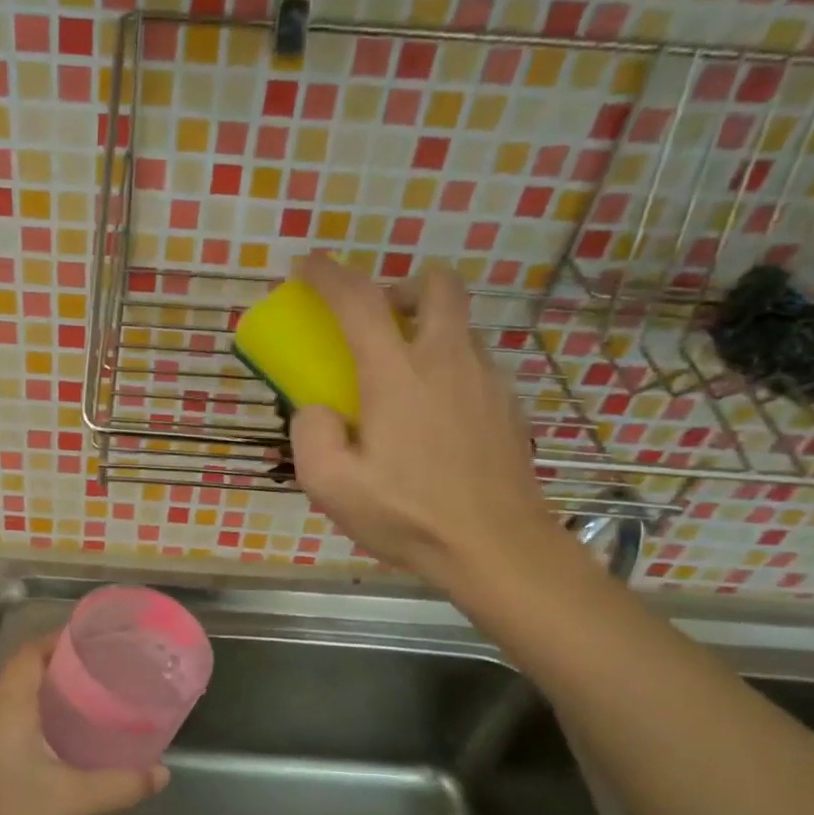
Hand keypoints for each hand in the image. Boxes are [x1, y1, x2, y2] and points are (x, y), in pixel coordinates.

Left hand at [0, 633, 167, 814]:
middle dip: (64, 661)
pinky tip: (72, 731)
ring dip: (53, 686)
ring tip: (95, 691)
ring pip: (23, 693)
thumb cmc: (13, 814)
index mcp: (12, 704)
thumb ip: (121, 784)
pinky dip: (45, 710)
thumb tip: (161, 773)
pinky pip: (20, 715)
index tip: (96, 639)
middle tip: (105, 665)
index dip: (60, 639)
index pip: (31, 652)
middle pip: (28, 668)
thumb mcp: (75, 798)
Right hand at [287, 252, 557, 585]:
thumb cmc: (408, 516)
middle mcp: (447, 361)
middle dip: (400, 285)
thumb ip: (311, 434)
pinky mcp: (507, 405)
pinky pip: (472, 363)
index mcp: (398, 375)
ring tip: (400, 379)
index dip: (328, 275)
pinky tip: (432, 419)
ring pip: (458, 324)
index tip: (305, 266)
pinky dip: (446, 367)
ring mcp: (486, 380)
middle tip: (375, 320)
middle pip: (437, 285)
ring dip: (425, 329)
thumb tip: (319, 408)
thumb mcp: (330, 485)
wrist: (497, 548)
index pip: (360, 301)